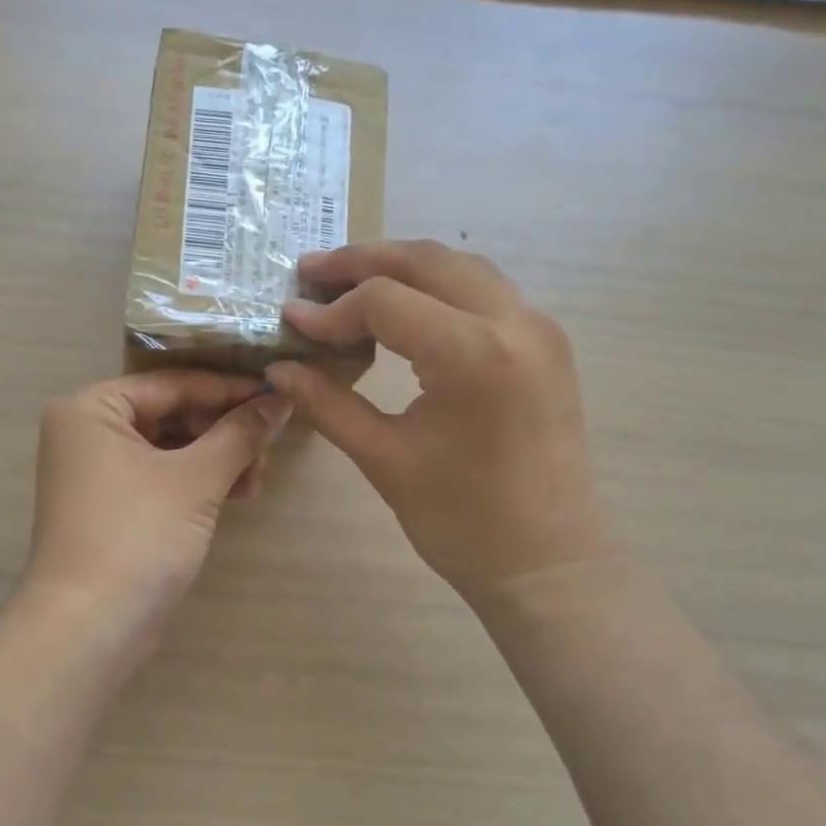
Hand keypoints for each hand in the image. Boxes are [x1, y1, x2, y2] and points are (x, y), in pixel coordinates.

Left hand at [25, 371, 292, 622]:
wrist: (89, 627)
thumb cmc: (137, 536)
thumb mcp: (195, 479)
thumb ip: (239, 433)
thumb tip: (280, 399)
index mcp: (92, 409)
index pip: (172, 384)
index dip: (229, 390)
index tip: (278, 395)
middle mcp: (87, 432)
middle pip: (171, 414)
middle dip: (223, 430)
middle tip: (269, 446)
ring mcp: (97, 473)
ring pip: (170, 448)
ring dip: (217, 458)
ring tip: (258, 478)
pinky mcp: (111, 507)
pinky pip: (161, 477)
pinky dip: (197, 482)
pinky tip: (239, 494)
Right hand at [266, 240, 618, 607]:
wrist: (547, 564)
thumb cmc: (462, 522)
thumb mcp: (384, 458)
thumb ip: (328, 403)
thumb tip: (278, 369)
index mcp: (473, 353)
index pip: (385, 301)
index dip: (330, 310)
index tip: (290, 322)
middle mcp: (515, 322)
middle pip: (427, 261)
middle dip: (363, 261)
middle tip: (311, 274)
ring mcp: (539, 329)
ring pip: (461, 268)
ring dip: (404, 267)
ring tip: (350, 283)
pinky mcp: (547, 346)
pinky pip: (486, 293)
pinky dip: (438, 288)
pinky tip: (405, 309)